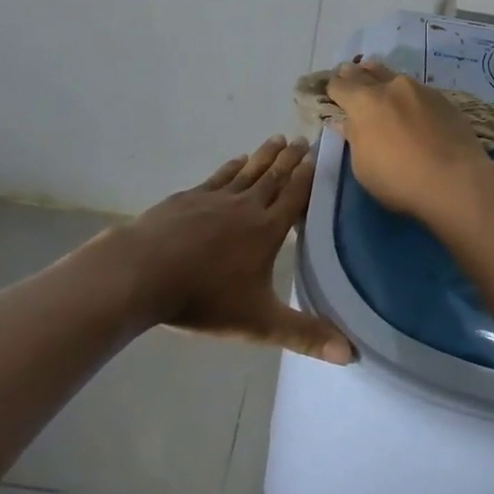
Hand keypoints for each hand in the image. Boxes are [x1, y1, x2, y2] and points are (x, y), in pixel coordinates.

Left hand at [109, 136, 353, 363]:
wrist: (141, 274)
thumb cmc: (204, 298)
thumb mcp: (259, 323)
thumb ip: (304, 335)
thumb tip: (352, 355)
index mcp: (267, 230)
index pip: (296, 195)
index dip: (309, 174)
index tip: (320, 153)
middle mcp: (246, 206)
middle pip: (274, 176)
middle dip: (290, 158)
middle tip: (302, 138)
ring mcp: (214, 198)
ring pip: (248, 171)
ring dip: (265, 155)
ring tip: (277, 139)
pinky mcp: (188, 198)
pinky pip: (218, 176)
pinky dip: (232, 167)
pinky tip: (237, 160)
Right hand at [325, 60, 493, 229]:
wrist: (455, 179)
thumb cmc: (399, 179)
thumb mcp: (363, 166)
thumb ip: (354, 138)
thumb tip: (347, 122)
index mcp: (364, 102)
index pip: (339, 85)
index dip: (332, 89)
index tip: (332, 95)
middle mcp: (391, 87)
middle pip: (364, 71)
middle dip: (353, 76)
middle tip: (349, 81)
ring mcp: (420, 89)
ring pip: (392, 75)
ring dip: (381, 79)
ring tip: (379, 89)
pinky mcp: (442, 98)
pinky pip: (416, 89)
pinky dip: (406, 95)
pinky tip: (411, 108)